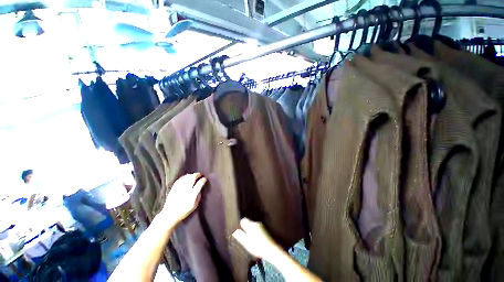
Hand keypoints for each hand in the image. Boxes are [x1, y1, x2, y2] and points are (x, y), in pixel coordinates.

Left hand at [160, 173, 206, 224]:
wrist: (170, 214)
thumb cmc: (184, 211)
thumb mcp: (195, 205)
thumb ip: (199, 196)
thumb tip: (200, 189)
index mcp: (193, 194)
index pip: (200, 183)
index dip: (203, 180)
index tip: (205, 179)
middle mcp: (186, 189)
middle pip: (193, 178)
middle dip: (197, 175)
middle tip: (200, 175)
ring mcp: (179, 187)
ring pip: (186, 177)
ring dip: (191, 175)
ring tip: (194, 175)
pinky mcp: (174, 187)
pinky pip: (180, 179)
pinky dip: (184, 177)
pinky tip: (186, 177)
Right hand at [232, 218, 279, 259]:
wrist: (271, 249)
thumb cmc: (258, 246)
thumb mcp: (247, 243)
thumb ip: (240, 236)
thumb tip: (235, 231)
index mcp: (251, 225)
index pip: (243, 220)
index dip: (241, 225)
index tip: (240, 231)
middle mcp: (256, 223)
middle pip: (249, 223)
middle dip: (246, 229)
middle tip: (246, 238)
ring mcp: (261, 226)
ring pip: (253, 226)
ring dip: (251, 231)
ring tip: (252, 240)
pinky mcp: (265, 229)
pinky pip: (257, 229)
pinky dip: (256, 233)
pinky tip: (257, 240)